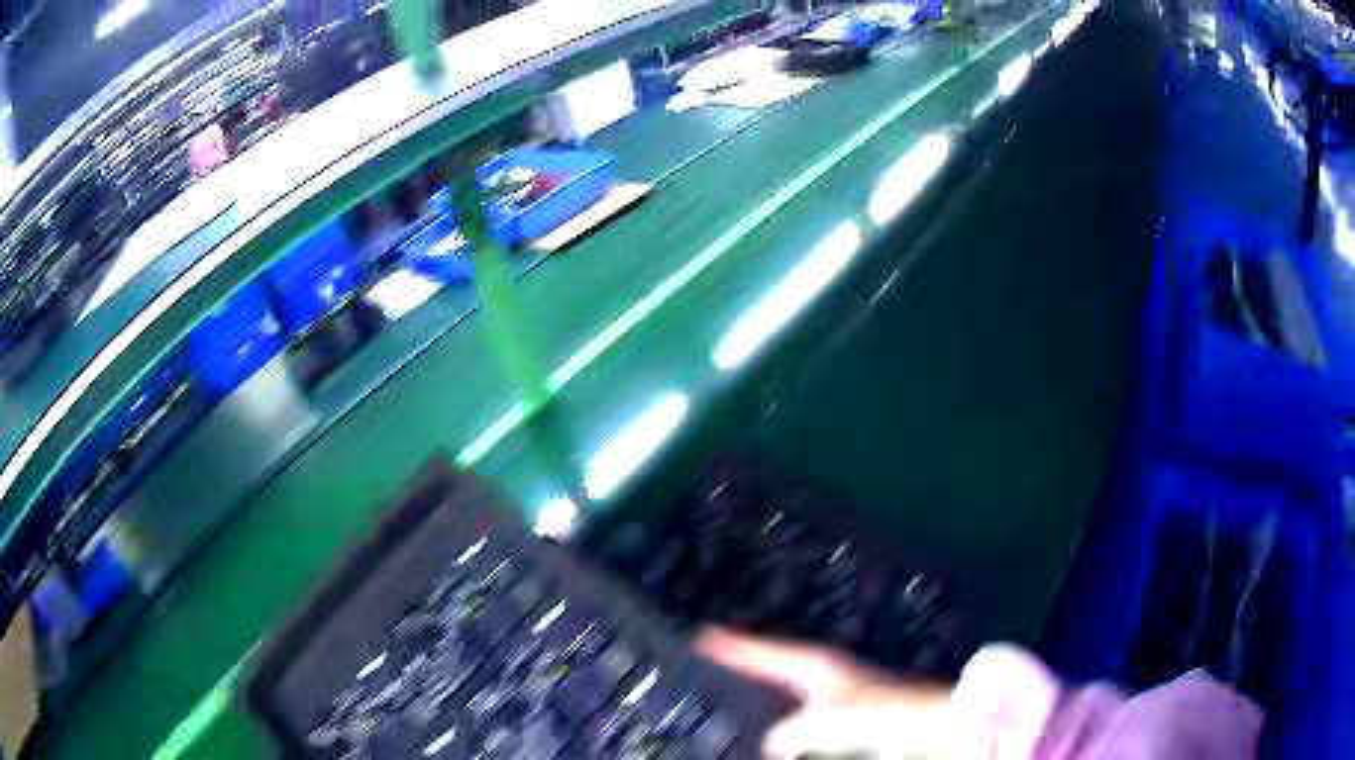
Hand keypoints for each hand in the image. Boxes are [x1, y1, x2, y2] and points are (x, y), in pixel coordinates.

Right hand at [695, 628, 953, 758]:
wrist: (931, 725)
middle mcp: (822, 679)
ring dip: (758, 701)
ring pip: (782, 697)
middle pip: (770, 670)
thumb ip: (797, 728)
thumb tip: (772, 743)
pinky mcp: (840, 721)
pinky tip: (772, 742)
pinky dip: (779, 727)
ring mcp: (831, 700)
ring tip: (729, 706)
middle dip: (741, 669)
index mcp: (817, 667)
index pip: (765, 651)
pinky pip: (796, 722)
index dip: (734, 645)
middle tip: (709, 668)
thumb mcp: (835, 717)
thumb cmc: (887, 711)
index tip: (703, 636)